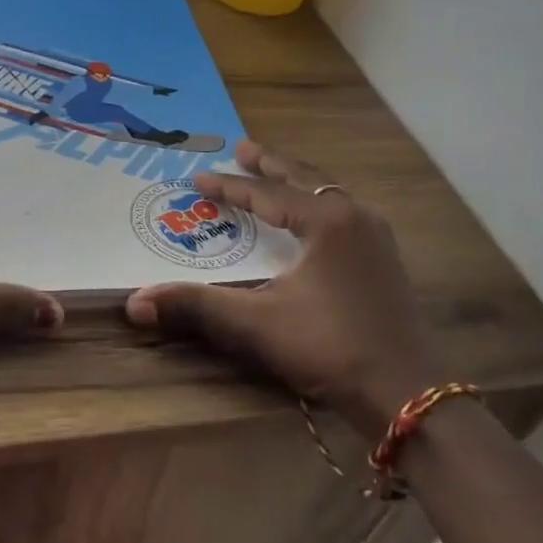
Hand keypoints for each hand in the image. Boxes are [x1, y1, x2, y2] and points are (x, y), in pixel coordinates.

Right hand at [124, 140, 440, 436]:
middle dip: (270, 165)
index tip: (197, 178)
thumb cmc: (329, 348)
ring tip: (273, 177)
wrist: (408, 394)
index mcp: (326, 222)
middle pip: (305, 180)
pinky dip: (318, 206)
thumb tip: (134, 302)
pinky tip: (313, 221)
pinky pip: (345, 215)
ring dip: (297, 183)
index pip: (266, 193)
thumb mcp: (256, 324)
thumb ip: (196, 306)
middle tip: (242, 148)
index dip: (229, 187)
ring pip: (330, 195)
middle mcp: (355, 218)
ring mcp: (377, 239)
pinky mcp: (387, 263)